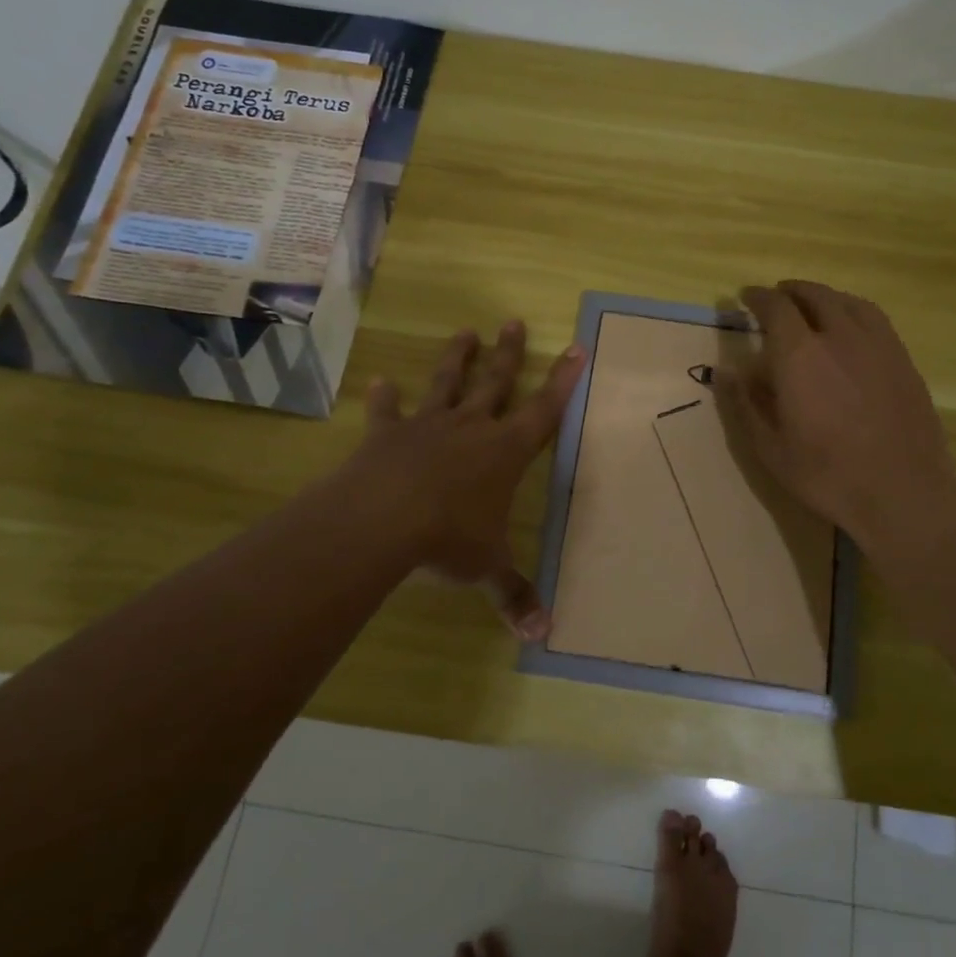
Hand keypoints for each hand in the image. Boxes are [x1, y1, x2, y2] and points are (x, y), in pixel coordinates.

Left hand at [348, 321, 585, 640]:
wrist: (382, 520)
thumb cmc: (449, 538)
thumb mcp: (487, 567)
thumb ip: (513, 594)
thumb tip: (542, 635)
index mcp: (504, 453)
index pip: (544, 411)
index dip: (563, 381)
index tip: (576, 347)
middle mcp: (470, 429)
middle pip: (496, 383)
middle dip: (509, 354)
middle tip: (514, 321)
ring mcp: (427, 427)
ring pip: (447, 384)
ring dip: (457, 359)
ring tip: (466, 331)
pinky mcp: (387, 435)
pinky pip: (387, 412)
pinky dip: (384, 398)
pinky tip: (379, 382)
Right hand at [724, 281, 955, 552]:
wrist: (903, 494)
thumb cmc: (827, 475)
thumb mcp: (770, 448)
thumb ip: (745, 403)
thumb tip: (725, 370)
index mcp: (800, 355)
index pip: (775, 308)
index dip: (758, 298)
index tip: (745, 297)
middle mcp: (839, 337)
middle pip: (814, 296)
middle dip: (791, 292)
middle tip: (777, 297)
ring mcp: (878, 345)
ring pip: (848, 302)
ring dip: (824, 297)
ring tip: (812, 305)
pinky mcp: (903, 360)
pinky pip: (874, 319)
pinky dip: (853, 311)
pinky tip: (851, 328)